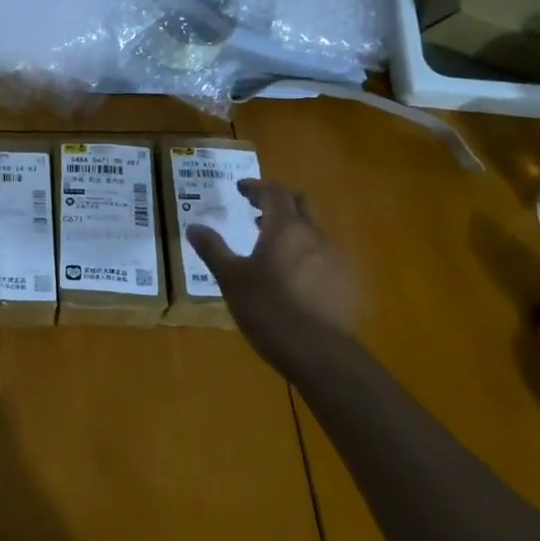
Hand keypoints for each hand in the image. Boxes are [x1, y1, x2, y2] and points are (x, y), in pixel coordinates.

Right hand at [186, 180, 359, 361]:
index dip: (256, 187)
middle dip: (278, 202)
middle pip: (300, 204)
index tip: (240, 189)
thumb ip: (213, 249)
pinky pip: (324, 256)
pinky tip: (292, 277)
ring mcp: (335, 259)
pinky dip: (305, 254)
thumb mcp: (231, 278)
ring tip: (271, 247)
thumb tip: (193, 226)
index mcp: (285, 228)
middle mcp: (314, 235)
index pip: (274, 192)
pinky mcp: (346, 283)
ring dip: (292, 230)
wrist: (320, 353)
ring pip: (313, 231)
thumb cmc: (269, 308)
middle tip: (256, 211)